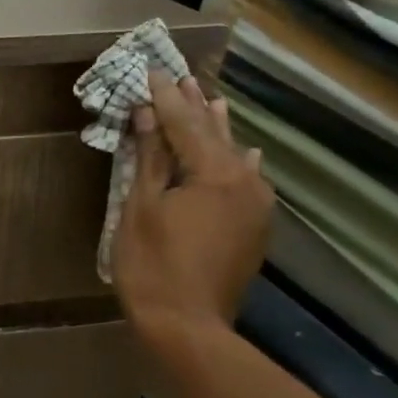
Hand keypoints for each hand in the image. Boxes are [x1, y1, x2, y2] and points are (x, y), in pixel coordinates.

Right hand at [111, 71, 273, 334]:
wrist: (188, 326)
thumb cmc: (153, 265)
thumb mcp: (140, 207)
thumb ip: (150, 158)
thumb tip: (149, 114)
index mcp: (215, 173)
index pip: (185, 123)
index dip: (166, 97)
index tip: (153, 70)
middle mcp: (245, 182)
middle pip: (214, 134)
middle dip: (195, 106)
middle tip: (182, 76)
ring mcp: (256, 206)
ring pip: (234, 156)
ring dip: (217, 130)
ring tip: (212, 100)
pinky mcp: (255, 228)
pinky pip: (246, 181)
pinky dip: (237, 162)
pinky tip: (245, 153)